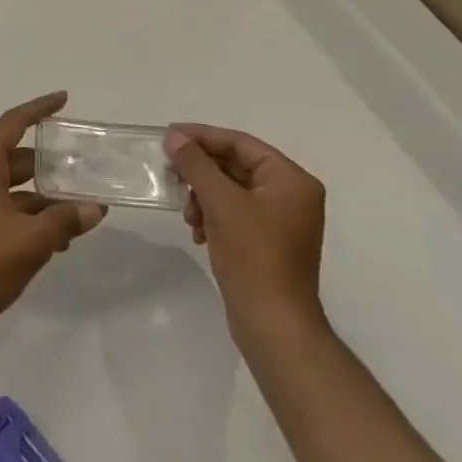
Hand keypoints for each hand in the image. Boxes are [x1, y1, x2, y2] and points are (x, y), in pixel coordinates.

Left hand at [0, 92, 105, 336]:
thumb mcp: (31, 240)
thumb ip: (65, 221)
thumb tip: (96, 208)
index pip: (13, 123)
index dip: (39, 109)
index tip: (63, 99)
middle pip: (19, 158)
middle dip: (51, 163)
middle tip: (84, 166)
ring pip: (16, 189)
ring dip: (46, 197)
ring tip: (80, 210)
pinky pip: (9, 210)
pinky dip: (33, 217)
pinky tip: (59, 239)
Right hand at [165, 123, 326, 340]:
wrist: (274, 326)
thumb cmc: (253, 256)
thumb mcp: (220, 202)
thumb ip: (196, 164)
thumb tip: (174, 136)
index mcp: (291, 180)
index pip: (241, 143)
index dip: (203, 136)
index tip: (169, 135)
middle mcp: (291, 195)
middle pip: (236, 166)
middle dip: (201, 172)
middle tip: (170, 172)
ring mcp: (281, 221)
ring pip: (232, 191)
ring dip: (204, 197)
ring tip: (187, 215)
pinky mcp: (268, 243)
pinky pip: (235, 214)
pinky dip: (213, 216)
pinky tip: (198, 232)